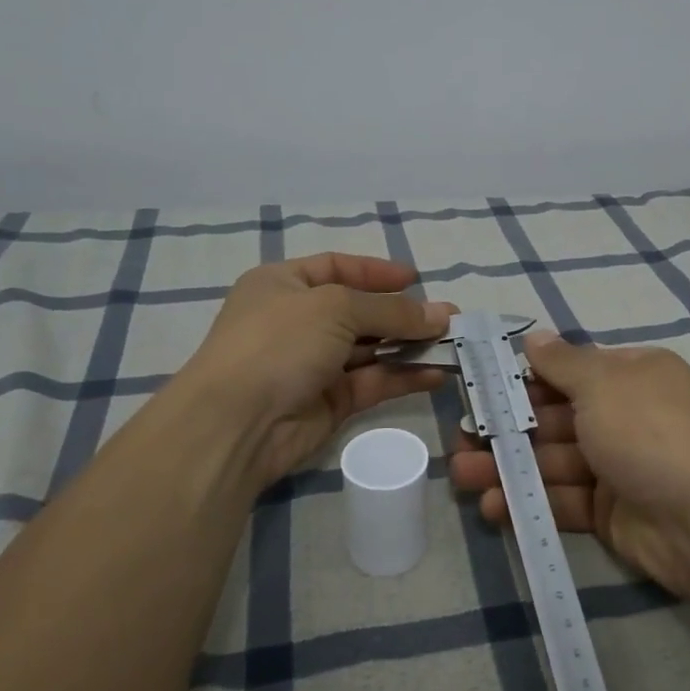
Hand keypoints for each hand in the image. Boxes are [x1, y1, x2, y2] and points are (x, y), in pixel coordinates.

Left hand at [182, 253, 455, 493]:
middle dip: (403, 314)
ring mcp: (313, 363)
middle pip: (359, 310)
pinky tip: (436, 374)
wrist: (237, 422)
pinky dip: (403, 377)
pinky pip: (373, 382)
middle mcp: (298, 321)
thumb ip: (391, 310)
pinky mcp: (328, 401)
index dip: (376, 272)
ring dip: (409, 345)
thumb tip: (441, 314)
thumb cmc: (279, 342)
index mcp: (284, 284)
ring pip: (370, 349)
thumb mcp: (336, 308)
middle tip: (449, 318)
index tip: (416, 279)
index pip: (337, 268)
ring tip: (452, 344)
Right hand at [449, 332, 689, 598]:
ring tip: (463, 475)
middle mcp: (625, 417)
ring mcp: (618, 467)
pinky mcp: (611, 512)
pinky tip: (493, 507)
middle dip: (508, 429)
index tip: (483, 390)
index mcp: (632, 377)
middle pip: (556, 419)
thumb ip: (563, 362)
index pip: (571, 373)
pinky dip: (530, 502)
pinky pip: (564, 500)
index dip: (526, 381)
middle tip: (461, 438)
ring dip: (509, 467)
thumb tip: (534, 336)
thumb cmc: (648, 432)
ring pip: (553, 462)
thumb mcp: (603, 383)